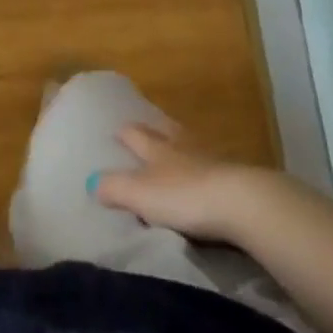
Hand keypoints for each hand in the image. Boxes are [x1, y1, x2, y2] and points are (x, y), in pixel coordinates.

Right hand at [91, 123, 269, 243]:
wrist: (242, 203)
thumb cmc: (184, 196)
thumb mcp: (140, 194)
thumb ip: (114, 188)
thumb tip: (91, 181)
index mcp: (157, 149)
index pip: (136, 135)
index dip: (125, 133)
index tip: (117, 129)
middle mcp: (183, 147)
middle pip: (166, 133)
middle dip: (154, 131)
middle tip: (146, 130)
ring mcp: (212, 159)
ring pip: (191, 145)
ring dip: (181, 145)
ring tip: (175, 148)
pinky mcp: (235, 177)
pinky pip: (213, 166)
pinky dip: (205, 167)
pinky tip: (205, 174)